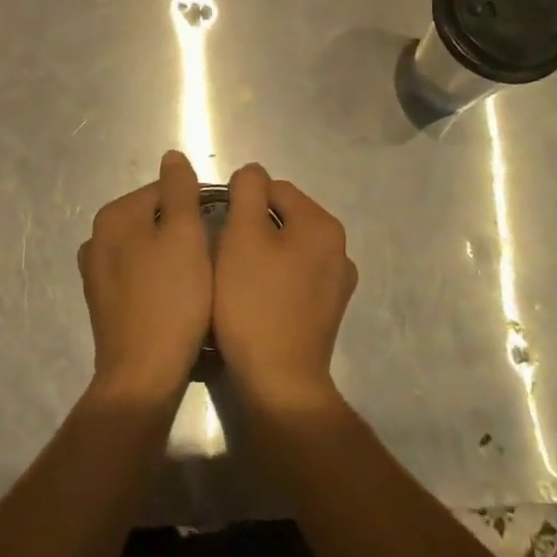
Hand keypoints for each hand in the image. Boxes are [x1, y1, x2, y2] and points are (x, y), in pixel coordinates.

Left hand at [77, 150, 212, 407]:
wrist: (143, 375)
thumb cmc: (171, 298)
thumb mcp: (184, 234)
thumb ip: (179, 190)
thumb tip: (172, 157)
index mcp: (114, 216)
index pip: (164, 191)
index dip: (198, 205)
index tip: (221, 229)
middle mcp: (97, 239)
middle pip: (154, 219)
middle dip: (184, 231)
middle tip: (213, 256)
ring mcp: (96, 274)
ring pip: (147, 248)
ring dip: (172, 256)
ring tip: (199, 278)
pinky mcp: (104, 303)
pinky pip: (139, 276)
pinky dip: (158, 279)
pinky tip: (178, 298)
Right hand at [213, 165, 355, 415]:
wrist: (279, 382)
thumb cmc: (254, 302)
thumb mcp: (242, 235)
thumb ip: (247, 190)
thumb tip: (252, 174)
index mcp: (322, 224)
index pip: (273, 189)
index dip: (240, 202)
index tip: (217, 228)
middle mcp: (339, 248)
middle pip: (283, 217)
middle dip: (252, 228)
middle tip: (222, 254)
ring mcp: (337, 283)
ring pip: (288, 248)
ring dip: (262, 254)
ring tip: (235, 278)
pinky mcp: (327, 311)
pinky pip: (295, 277)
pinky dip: (274, 279)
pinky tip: (255, 300)